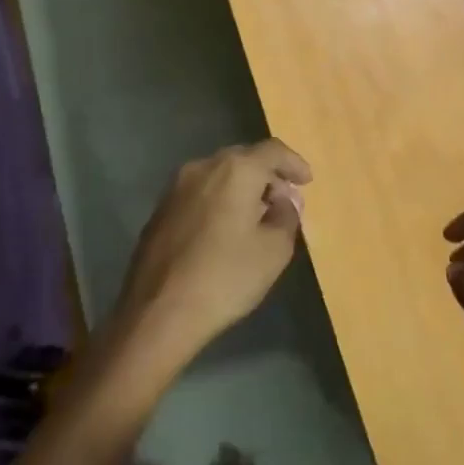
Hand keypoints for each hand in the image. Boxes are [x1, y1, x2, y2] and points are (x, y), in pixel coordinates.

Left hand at [111, 139, 311, 370]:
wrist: (157, 313)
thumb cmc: (225, 278)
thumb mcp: (274, 250)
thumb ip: (287, 216)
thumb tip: (283, 202)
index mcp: (235, 170)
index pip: (273, 151)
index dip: (294, 163)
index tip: (307, 182)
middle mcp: (203, 167)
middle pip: (244, 159)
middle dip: (267, 176)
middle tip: (284, 201)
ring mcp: (176, 188)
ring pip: (219, 175)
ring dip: (242, 188)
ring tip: (256, 217)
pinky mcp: (160, 210)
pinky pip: (200, 193)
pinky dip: (219, 201)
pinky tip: (225, 230)